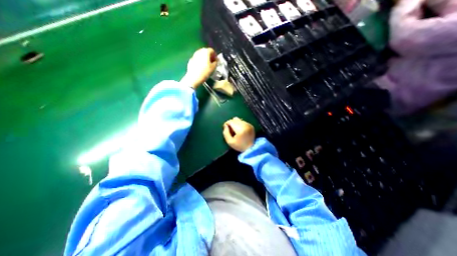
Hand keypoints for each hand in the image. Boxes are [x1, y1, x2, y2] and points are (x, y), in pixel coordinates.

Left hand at [180, 48, 216, 89]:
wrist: (194, 78)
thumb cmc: (205, 72)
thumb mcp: (213, 68)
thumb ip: (216, 62)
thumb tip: (215, 61)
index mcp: (205, 52)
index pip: (212, 50)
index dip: (215, 55)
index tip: (216, 61)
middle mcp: (199, 51)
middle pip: (206, 51)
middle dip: (209, 56)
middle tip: (212, 62)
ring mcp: (194, 55)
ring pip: (201, 55)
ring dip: (204, 58)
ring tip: (206, 65)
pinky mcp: (191, 60)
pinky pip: (197, 58)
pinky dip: (200, 61)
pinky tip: (201, 67)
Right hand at [223, 117, 255, 151]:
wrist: (251, 148)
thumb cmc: (239, 146)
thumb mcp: (230, 142)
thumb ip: (226, 133)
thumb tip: (225, 126)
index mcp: (240, 129)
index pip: (231, 121)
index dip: (226, 123)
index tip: (225, 127)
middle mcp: (245, 125)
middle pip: (235, 119)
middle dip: (231, 123)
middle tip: (230, 130)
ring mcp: (249, 125)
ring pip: (239, 120)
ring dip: (235, 123)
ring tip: (235, 131)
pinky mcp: (251, 126)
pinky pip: (243, 122)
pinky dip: (240, 125)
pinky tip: (240, 131)